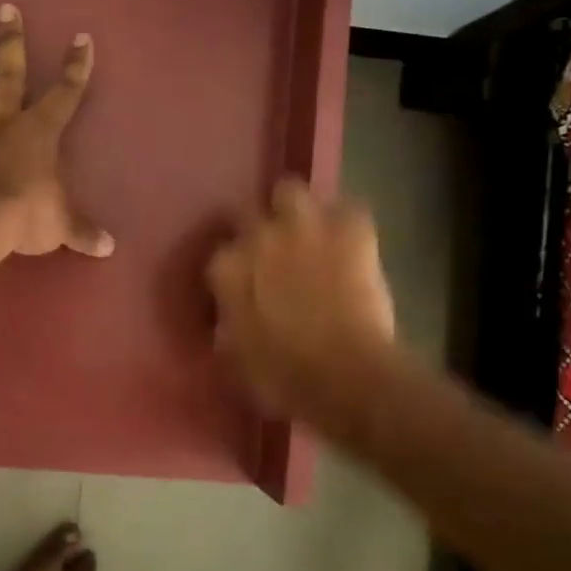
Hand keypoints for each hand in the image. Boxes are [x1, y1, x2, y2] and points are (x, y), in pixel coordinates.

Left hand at [0, 3, 112, 258]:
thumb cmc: (28, 216)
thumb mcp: (63, 225)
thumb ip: (84, 232)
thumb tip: (109, 248)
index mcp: (40, 133)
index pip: (65, 94)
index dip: (76, 67)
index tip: (81, 38)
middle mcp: (4, 124)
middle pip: (10, 75)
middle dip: (11, 42)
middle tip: (6, 9)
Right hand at [205, 180, 395, 418]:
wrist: (347, 378)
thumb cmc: (283, 380)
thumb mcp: (235, 361)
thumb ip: (228, 327)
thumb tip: (227, 320)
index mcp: (227, 270)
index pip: (219, 255)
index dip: (233, 270)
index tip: (243, 287)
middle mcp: (259, 238)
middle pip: (249, 214)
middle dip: (259, 231)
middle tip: (274, 256)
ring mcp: (306, 228)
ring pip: (291, 191)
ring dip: (296, 209)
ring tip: (308, 232)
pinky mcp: (351, 231)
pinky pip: (349, 209)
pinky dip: (347, 223)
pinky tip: (350, 241)